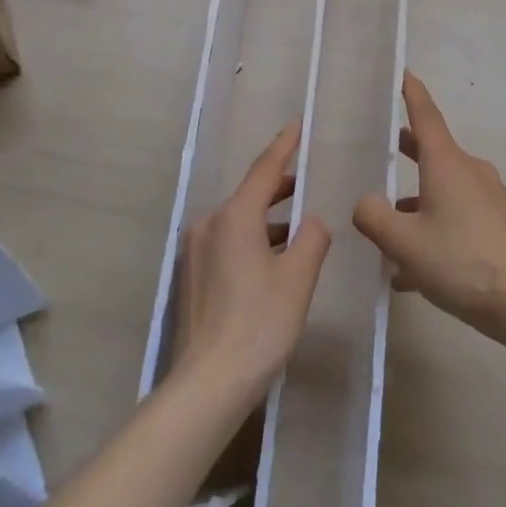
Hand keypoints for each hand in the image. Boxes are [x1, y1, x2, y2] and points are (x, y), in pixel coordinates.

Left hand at [174, 121, 332, 399]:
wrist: (209, 382)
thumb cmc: (260, 323)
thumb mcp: (298, 279)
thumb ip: (312, 240)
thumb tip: (312, 222)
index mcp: (234, 218)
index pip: (264, 170)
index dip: (283, 146)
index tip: (297, 125)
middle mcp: (209, 225)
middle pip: (249, 195)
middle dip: (278, 187)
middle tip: (306, 181)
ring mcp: (196, 252)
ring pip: (238, 221)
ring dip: (267, 220)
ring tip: (297, 226)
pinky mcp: (193, 276)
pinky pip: (227, 242)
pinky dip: (252, 241)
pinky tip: (273, 259)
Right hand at [353, 73, 505, 342]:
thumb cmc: (459, 260)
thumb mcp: (402, 242)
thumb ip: (374, 217)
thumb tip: (367, 204)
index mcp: (446, 163)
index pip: (425, 115)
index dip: (411, 93)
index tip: (402, 72)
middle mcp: (469, 171)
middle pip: (432, 153)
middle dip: (407, 152)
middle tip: (380, 151)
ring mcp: (489, 197)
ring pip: (443, 192)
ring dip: (416, 207)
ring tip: (388, 242)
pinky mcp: (500, 224)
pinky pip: (459, 217)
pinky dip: (435, 231)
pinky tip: (415, 273)